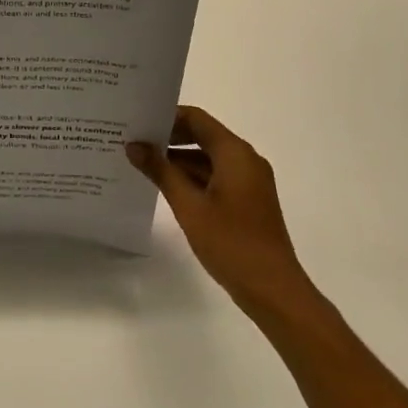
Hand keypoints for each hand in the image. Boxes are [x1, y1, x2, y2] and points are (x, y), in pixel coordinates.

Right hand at [128, 106, 314, 314]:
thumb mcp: (189, 206)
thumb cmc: (231, 242)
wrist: (273, 290)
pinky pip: (216, 176)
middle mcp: (245, 159)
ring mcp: (249, 181)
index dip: (167, 117)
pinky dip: (192, 177)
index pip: (196, 119)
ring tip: (142, 164)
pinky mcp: (247, 200)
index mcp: (235, 153)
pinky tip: (166, 187)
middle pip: (202, 136)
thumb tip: (134, 145)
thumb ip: (161, 171)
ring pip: (208, 158)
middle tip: (134, 141)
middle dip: (169, 138)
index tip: (138, 122)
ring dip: (178, 159)